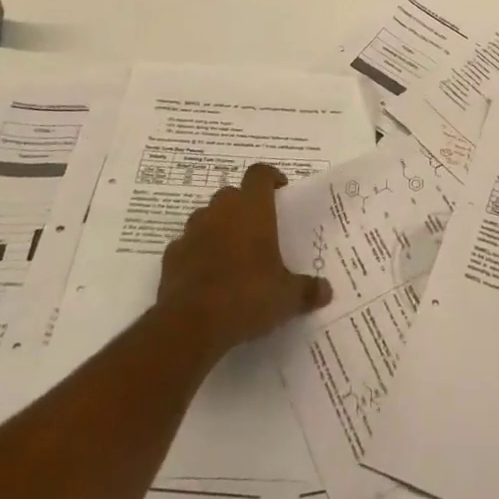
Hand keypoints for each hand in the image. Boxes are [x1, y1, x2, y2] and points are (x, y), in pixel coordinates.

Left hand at [156, 163, 331, 358]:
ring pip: (206, 217)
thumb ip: (307, 290)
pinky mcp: (171, 256)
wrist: (191, 324)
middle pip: (232, 194)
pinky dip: (197, 253)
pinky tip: (207, 276)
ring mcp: (192, 232)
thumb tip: (326, 291)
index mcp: (252, 209)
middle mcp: (220, 211)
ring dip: (218, 227)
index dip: (271, 177)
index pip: (260, 174)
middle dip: (244, 206)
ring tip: (232, 253)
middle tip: (258, 228)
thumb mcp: (287, 297)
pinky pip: (187, 245)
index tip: (280, 190)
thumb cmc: (248, 296)